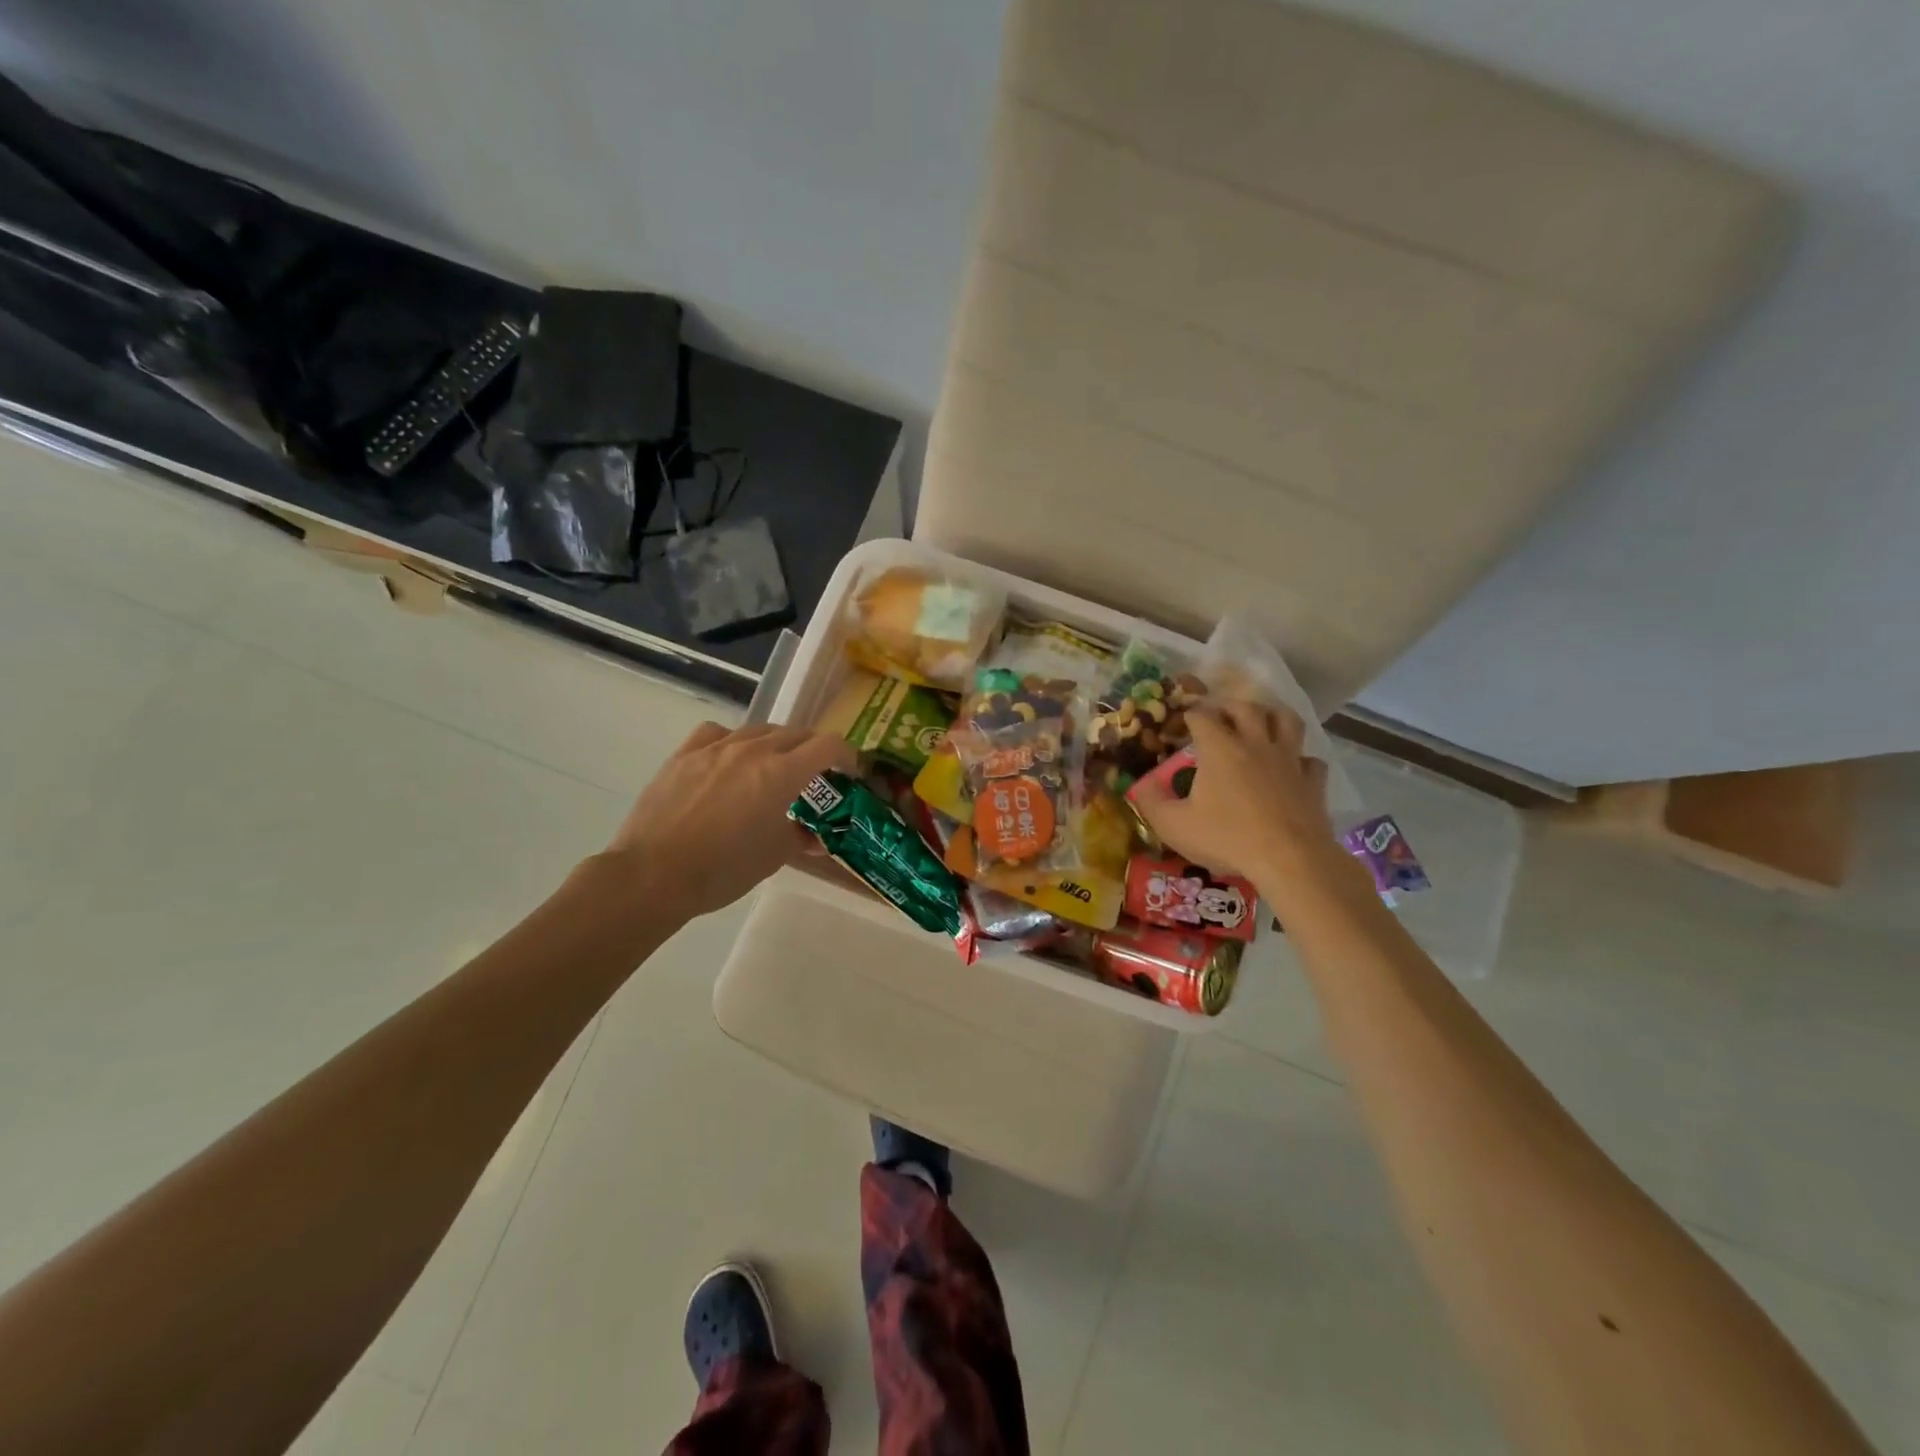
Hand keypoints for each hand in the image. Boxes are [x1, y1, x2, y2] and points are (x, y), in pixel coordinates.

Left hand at [605, 722, 856, 919]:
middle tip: (816, 775)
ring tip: (774, 767)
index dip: (847, 756)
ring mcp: (715, 748)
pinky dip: (734, 742)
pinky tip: (729, 760)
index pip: (828, 746)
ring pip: (759, 730)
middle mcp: (753, 750)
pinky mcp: (685, 754)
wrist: (653, 874)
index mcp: (782, 773)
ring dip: (777, 744)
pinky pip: (718, 734)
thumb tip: (816, 836)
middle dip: (814, 750)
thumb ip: (801, 837)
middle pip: (796, 733)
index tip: (850, 772)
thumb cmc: (723, 869)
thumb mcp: (774, 856)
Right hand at [1132, 700, 1338, 884]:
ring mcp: (1288, 760)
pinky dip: (1300, 758)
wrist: (1289, 859)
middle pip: (1245, 708)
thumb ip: (1151, 802)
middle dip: (1228, 705)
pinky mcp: (1312, 781)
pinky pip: (1310, 760)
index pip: (1202, 716)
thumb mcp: (1174, 825)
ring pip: (1286, 721)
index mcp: (1219, 748)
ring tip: (1261, 721)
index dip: (1189, 714)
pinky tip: (1293, 767)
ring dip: (1272, 715)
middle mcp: (1255, 744)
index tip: (1182, 720)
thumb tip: (1140, 785)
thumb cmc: (1226, 838)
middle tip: (1218, 714)